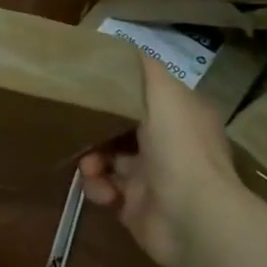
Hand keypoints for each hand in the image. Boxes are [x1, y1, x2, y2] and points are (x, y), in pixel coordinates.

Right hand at [79, 54, 245, 266]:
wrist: (189, 217)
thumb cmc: (178, 148)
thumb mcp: (163, 93)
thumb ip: (142, 70)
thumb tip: (121, 49)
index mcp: (181, 117)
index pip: (146, 96)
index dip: (119, 91)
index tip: (90, 86)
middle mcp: (170, 145)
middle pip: (121, 127)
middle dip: (96, 127)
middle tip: (78, 126)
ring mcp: (152, 177)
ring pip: (107, 158)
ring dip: (91, 159)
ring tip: (88, 165)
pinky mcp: (134, 205)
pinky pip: (104, 189)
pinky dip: (97, 188)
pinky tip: (102, 190)